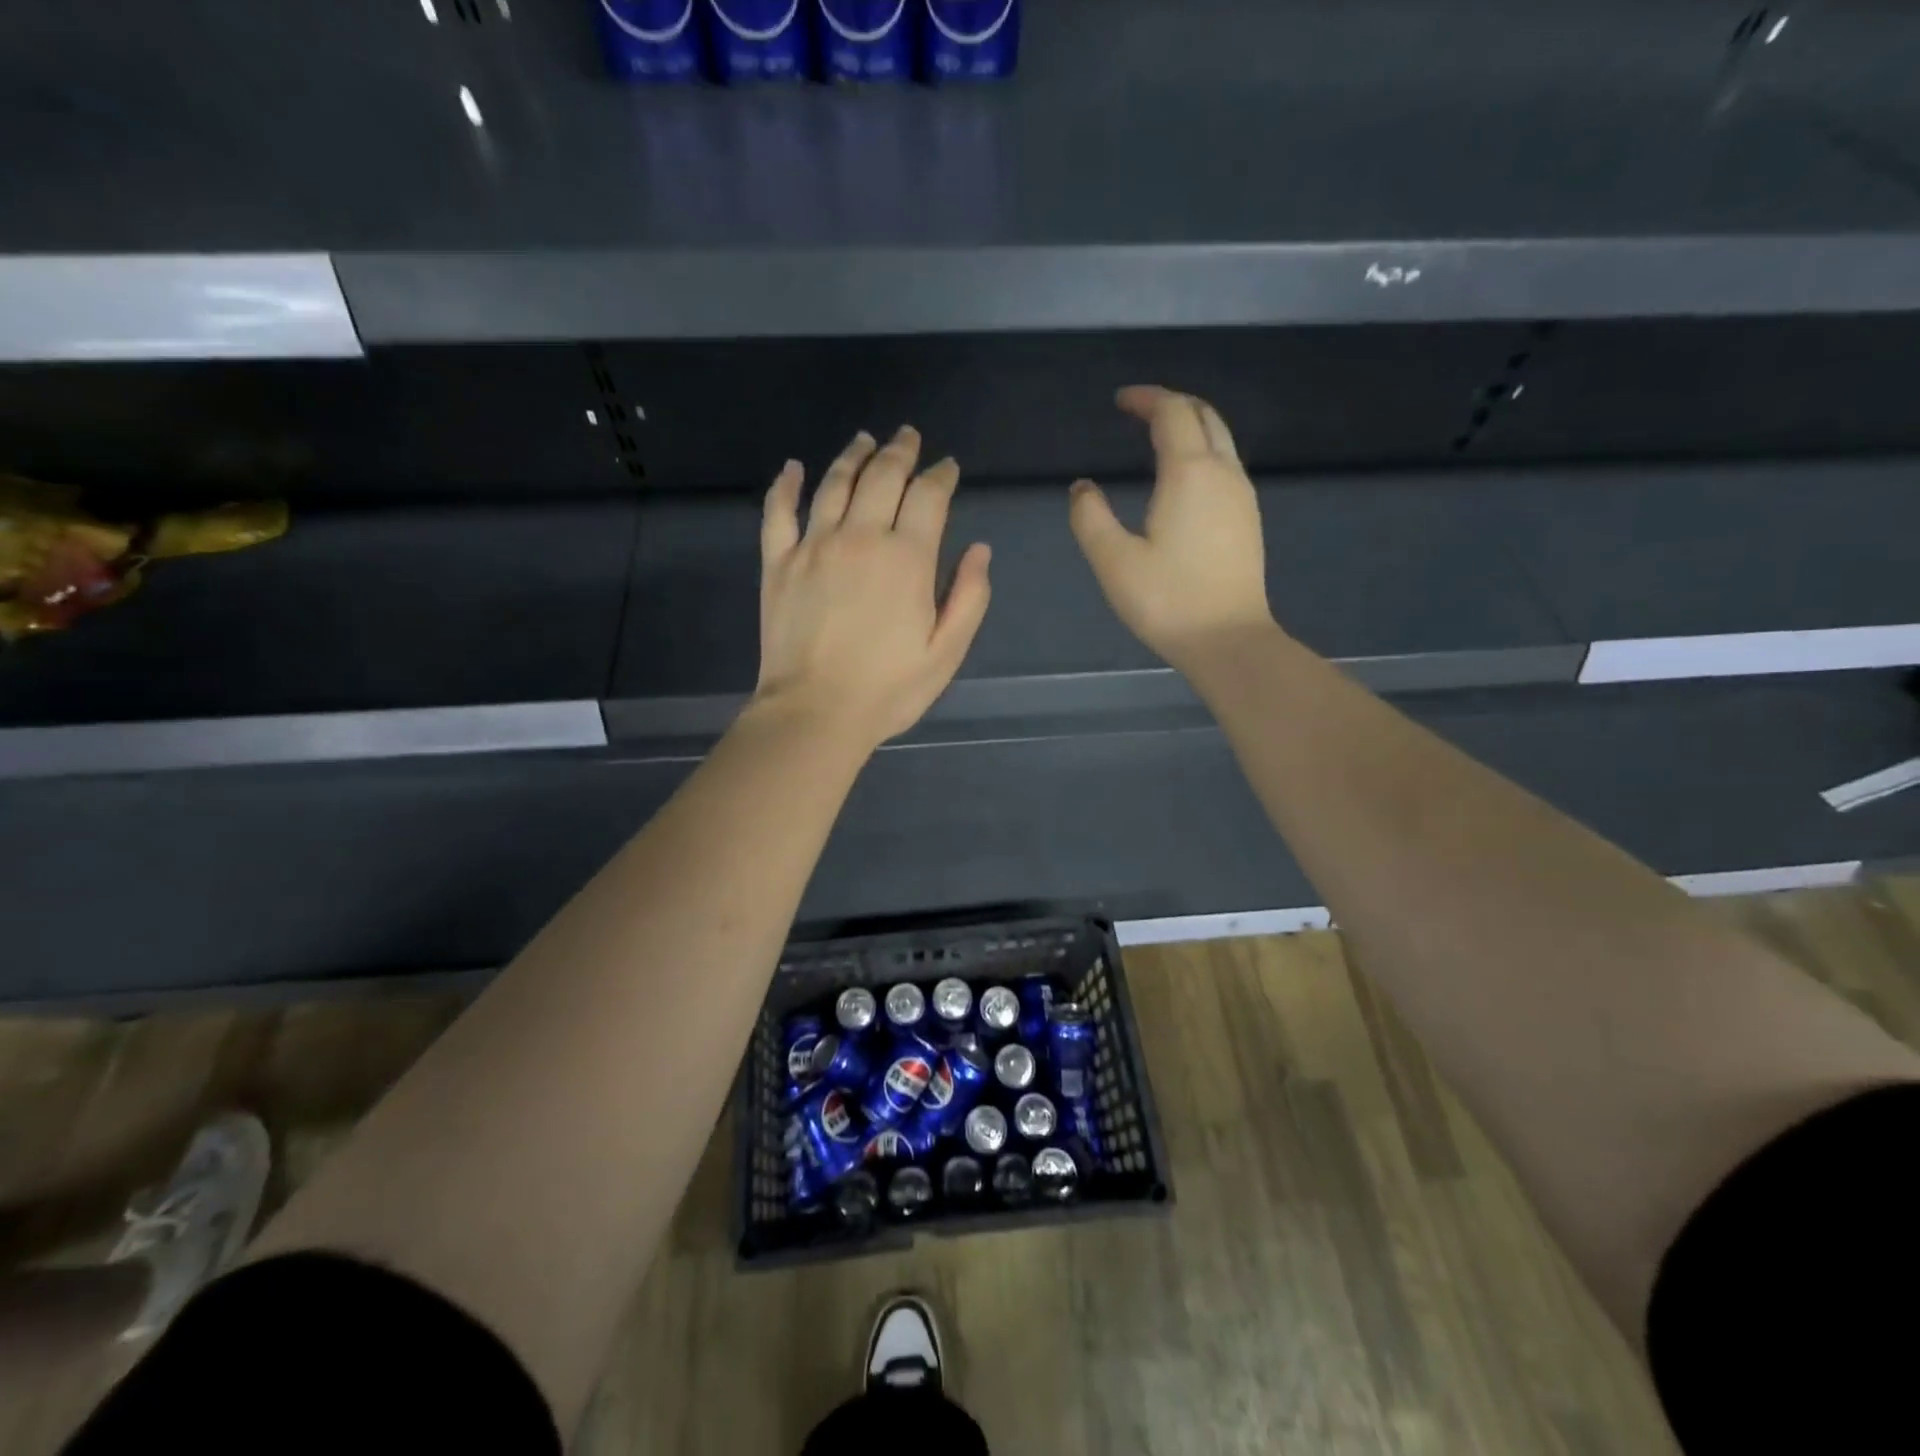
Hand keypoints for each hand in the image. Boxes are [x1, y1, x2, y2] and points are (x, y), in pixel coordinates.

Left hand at [755, 426, 991, 751]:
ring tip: (864, 440)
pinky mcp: (778, 563)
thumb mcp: (946, 652)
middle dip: (900, 452)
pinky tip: (792, 468)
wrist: (815, 713)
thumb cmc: (888, 689)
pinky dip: (785, 486)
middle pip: (882, 476)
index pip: (928, 497)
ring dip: (853, 456)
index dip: (941, 475)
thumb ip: (969, 597)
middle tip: (908, 437)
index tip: (947, 467)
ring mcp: (814, 547)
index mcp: (907, 558)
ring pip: (834, 483)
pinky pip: (779, 513)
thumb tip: (979, 549)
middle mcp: (861, 537)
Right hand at [1068, 386, 1275, 672]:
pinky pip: (1226, 464)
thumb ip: (1090, 517)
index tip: (1120, 401)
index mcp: (1189, 473)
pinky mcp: (1248, 518)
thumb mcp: (1114, 561)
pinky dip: (1203, 451)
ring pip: (1220, 439)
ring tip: (1158, 437)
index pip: (1172, 413)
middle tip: (1139, 410)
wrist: (1229, 639)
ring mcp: (1242, 495)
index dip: (1145, 399)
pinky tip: (1182, 477)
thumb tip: (1082, 488)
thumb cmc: (1168, 601)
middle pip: (1204, 415)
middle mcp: (1223, 472)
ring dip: (1190, 426)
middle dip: (1172, 403)